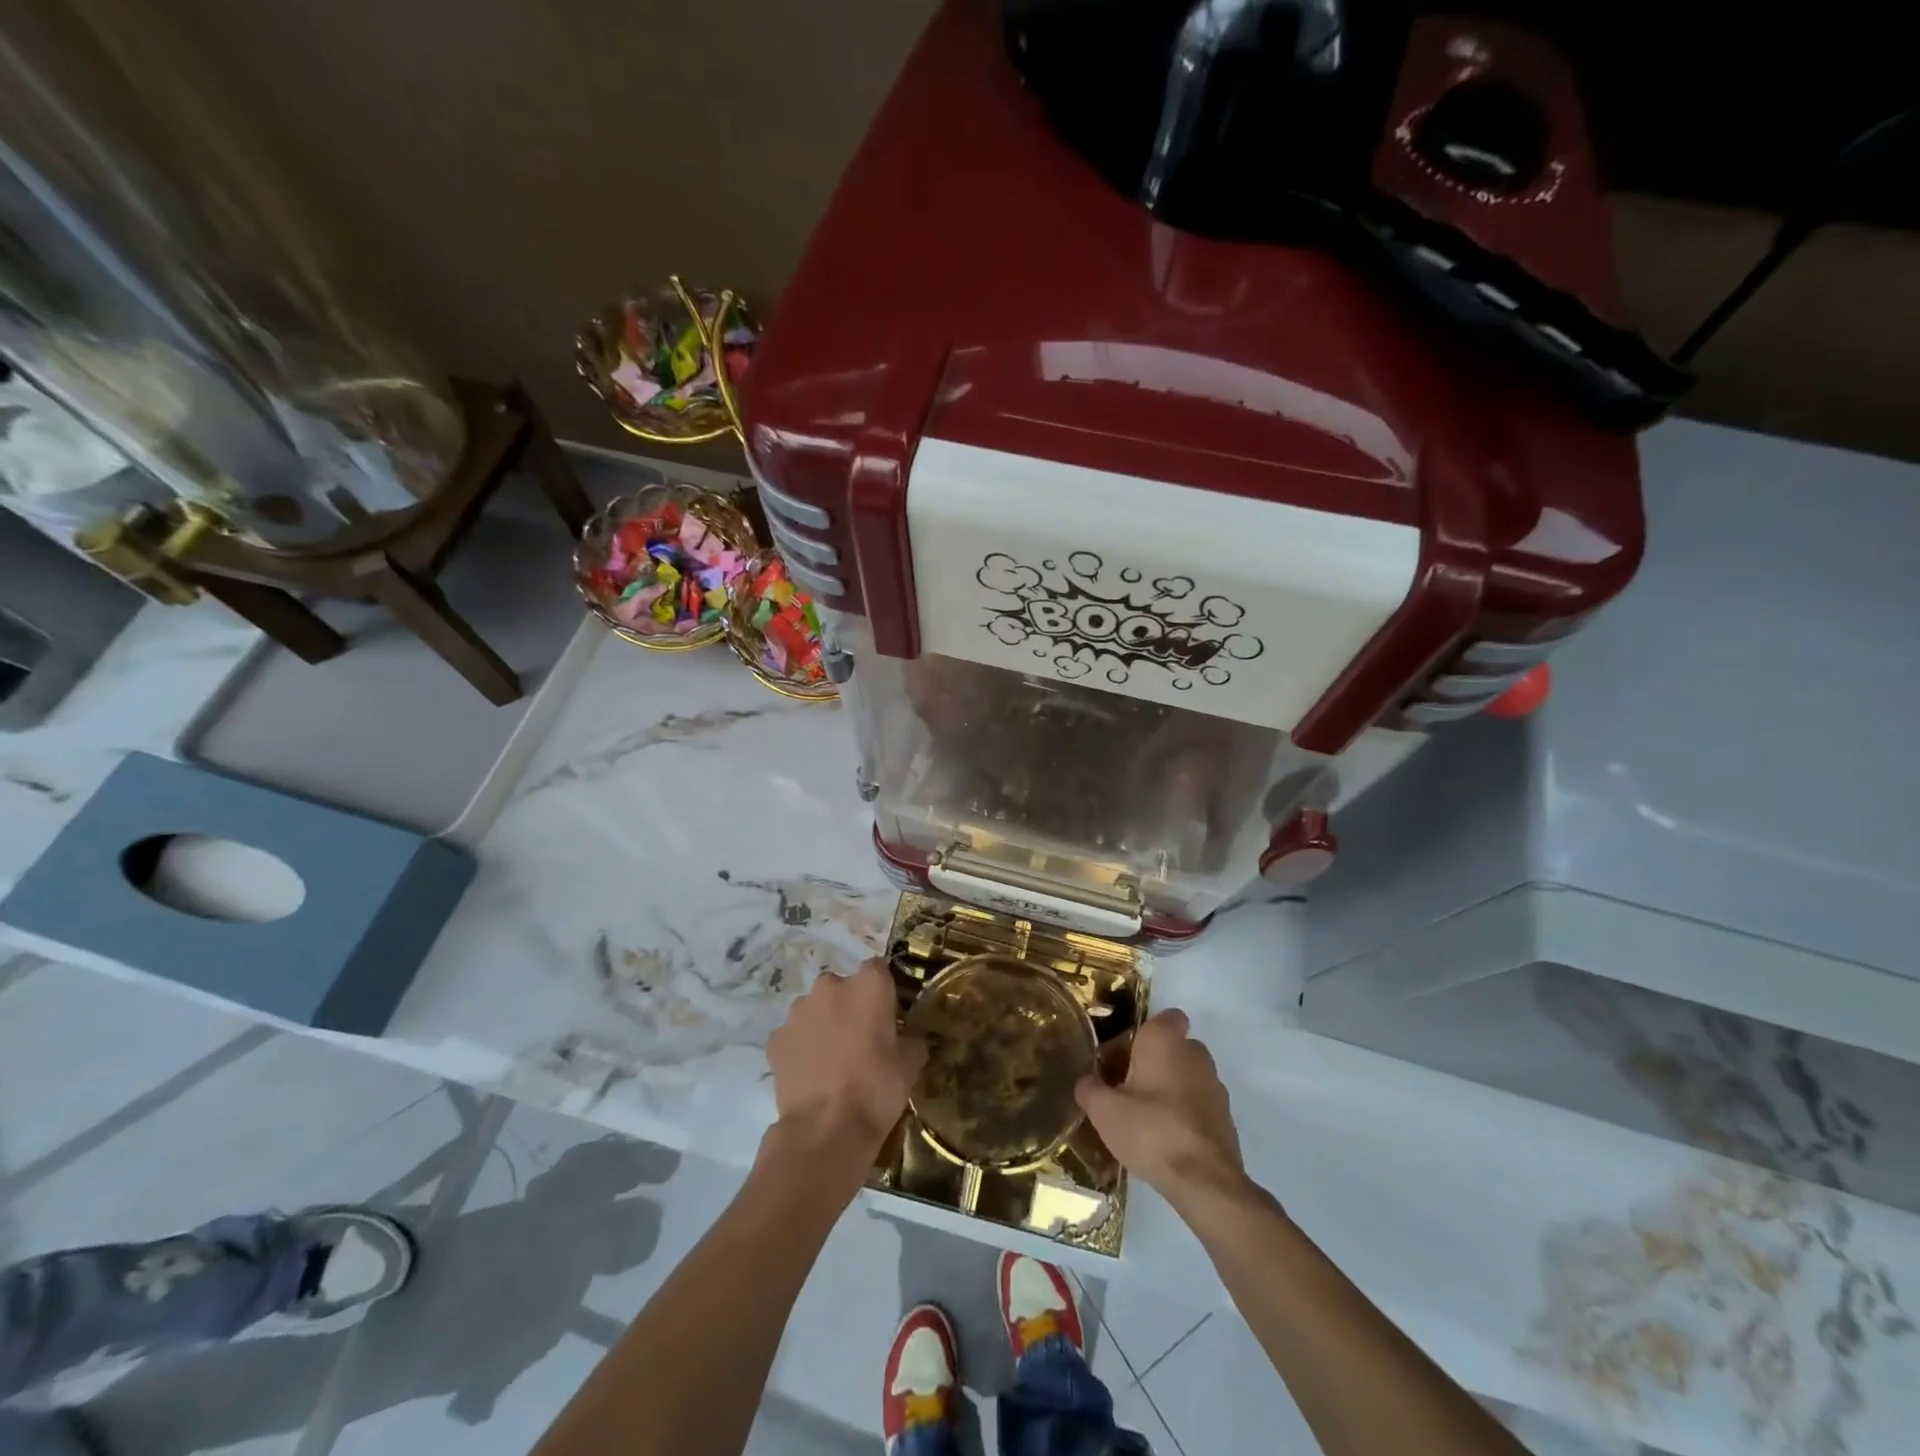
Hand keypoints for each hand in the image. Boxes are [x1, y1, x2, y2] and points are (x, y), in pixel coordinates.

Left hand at [766, 960, 925, 1158]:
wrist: (825, 1129)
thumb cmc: (876, 1089)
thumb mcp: (910, 1065)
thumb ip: (911, 1041)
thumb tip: (909, 1039)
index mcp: (869, 984)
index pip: (878, 969)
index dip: (882, 991)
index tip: (886, 1015)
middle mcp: (831, 986)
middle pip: (842, 987)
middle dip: (849, 1006)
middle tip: (859, 1039)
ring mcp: (799, 1010)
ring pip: (815, 1009)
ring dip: (823, 1024)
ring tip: (831, 1060)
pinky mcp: (776, 1037)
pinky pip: (793, 1035)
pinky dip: (800, 1047)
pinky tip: (809, 1073)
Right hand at [1076, 1009, 1246, 1203]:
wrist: (1204, 1181)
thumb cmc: (1150, 1130)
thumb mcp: (1104, 1111)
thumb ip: (1089, 1089)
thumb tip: (1086, 1082)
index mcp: (1164, 1041)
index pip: (1167, 1016)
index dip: (1148, 1031)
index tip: (1128, 1052)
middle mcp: (1195, 1054)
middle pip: (1175, 1047)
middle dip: (1156, 1061)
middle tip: (1129, 1086)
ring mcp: (1215, 1086)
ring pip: (1189, 1075)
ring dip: (1172, 1088)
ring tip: (1147, 1116)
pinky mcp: (1226, 1117)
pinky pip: (1200, 1104)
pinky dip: (1186, 1113)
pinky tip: (1167, 1138)